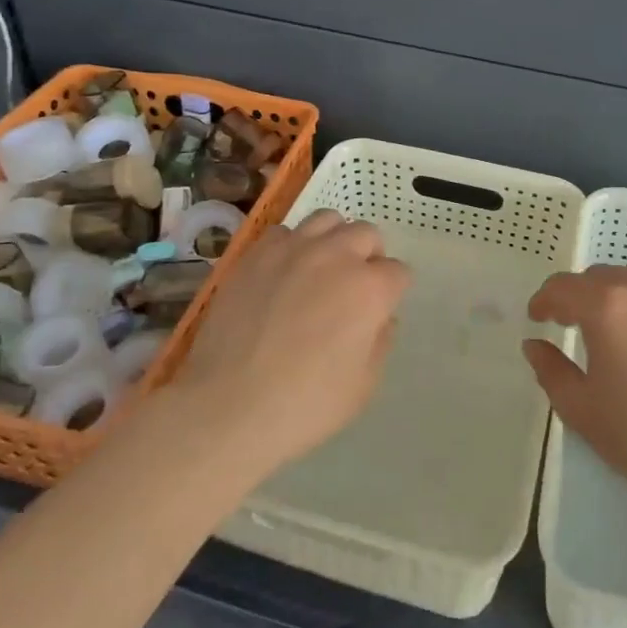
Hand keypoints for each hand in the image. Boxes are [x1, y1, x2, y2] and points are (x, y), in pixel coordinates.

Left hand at [168, 209, 408, 474]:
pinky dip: (292, 246)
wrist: (228, 406)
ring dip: (334, 239)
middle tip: (353, 287)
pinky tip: (283, 273)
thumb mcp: (363, 386)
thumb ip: (380, 342)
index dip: (392, 292)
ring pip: (327, 220)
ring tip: (321, 268)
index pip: (398, 272)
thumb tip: (380, 317)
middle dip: (368, 256)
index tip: (379, 311)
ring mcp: (293, 249)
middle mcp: (336, 256)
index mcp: (370, 289)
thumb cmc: (305, 405)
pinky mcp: (256, 253)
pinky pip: (284, 232)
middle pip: (367, 234)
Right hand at [524, 265, 626, 523]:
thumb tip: (535, 345)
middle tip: (571, 323)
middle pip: (599, 277)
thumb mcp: (579, 408)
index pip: (563, 287)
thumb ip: (550, 369)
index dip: (544, 300)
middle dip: (579, 296)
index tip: (538, 318)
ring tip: (614, 322)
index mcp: (606, 308)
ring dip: (616, 293)